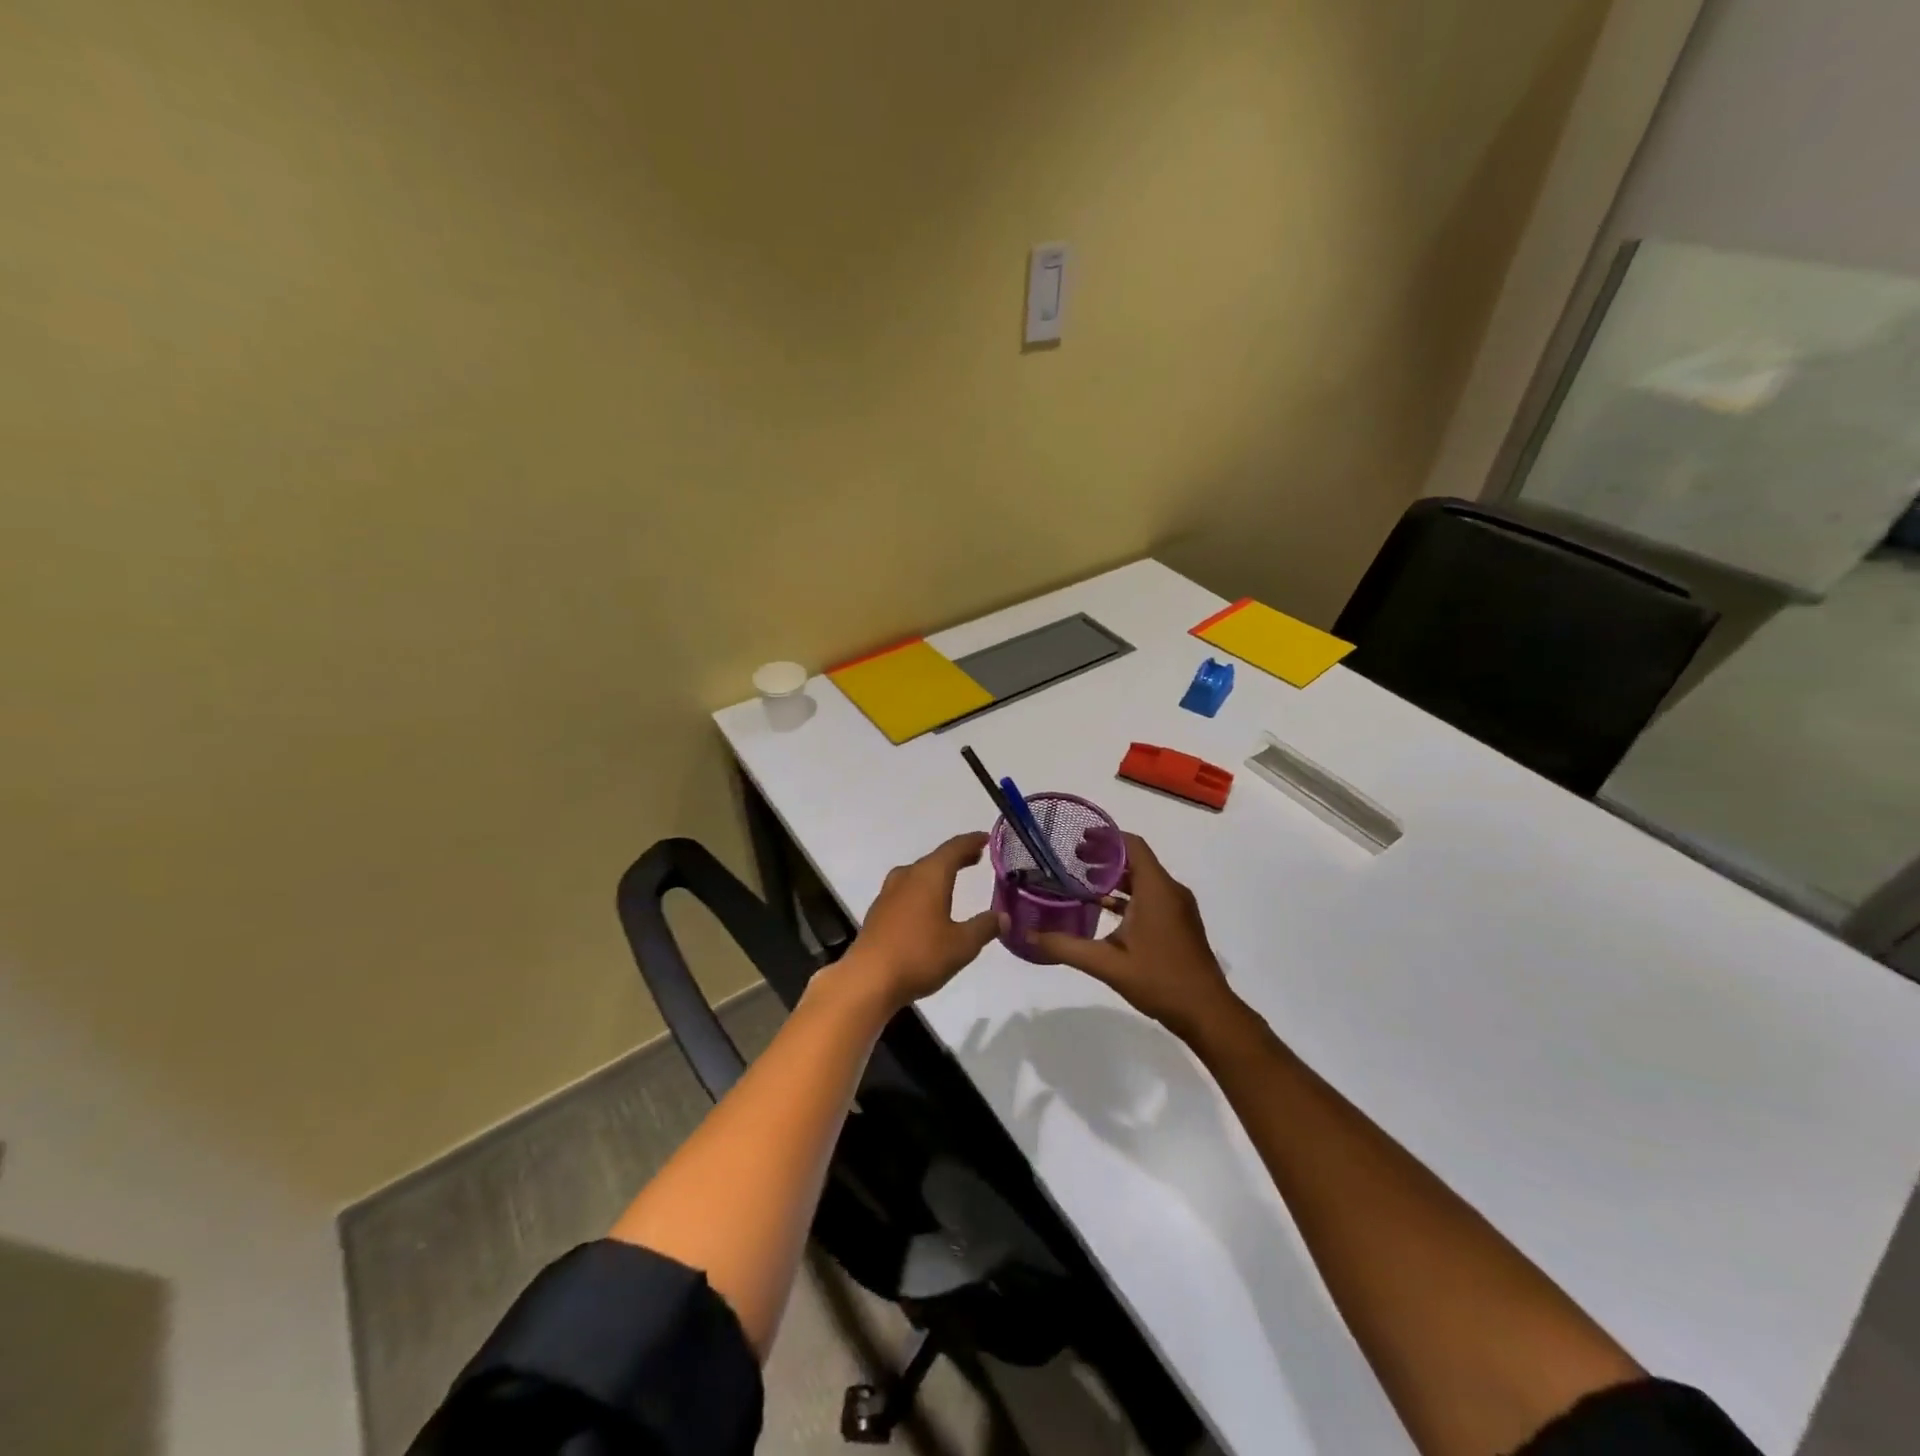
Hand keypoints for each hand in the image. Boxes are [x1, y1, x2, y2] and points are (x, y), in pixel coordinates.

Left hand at [840, 832, 1000, 1008]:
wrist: (868, 979)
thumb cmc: (919, 956)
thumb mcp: (962, 945)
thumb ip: (984, 927)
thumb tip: (1003, 916)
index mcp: (929, 876)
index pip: (954, 848)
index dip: (972, 842)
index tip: (986, 838)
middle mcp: (907, 877)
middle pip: (935, 858)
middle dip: (956, 857)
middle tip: (976, 857)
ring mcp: (888, 893)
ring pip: (918, 873)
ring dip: (937, 872)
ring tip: (952, 878)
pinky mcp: (878, 912)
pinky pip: (906, 889)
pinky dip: (922, 888)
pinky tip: (927, 905)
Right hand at [1033, 834, 1243, 1041]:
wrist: (1207, 1012)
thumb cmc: (1160, 980)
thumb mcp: (1107, 964)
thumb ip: (1066, 947)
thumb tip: (1028, 936)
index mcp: (1156, 890)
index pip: (1132, 846)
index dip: (1106, 838)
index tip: (1079, 839)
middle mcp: (1171, 891)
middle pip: (1137, 860)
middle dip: (1106, 856)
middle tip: (1075, 860)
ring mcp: (1179, 908)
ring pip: (1145, 880)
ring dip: (1117, 877)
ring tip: (1085, 882)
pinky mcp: (1180, 924)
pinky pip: (1152, 896)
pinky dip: (1129, 896)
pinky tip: (1106, 910)